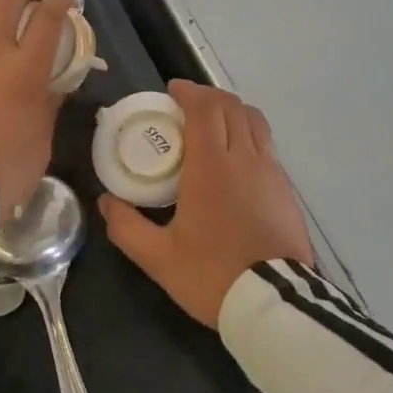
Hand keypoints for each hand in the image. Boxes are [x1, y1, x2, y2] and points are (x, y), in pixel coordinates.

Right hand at [98, 80, 313, 328]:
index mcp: (211, 166)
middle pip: (231, 107)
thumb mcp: (159, 258)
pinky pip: (267, 144)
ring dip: (233, 110)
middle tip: (188, 104)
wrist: (274, 302)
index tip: (172, 91)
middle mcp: (244, 158)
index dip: (189, 92)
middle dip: (209, 96)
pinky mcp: (286, 188)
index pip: (204, 109)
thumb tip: (106, 201)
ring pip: (255, 121)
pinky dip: (249, 133)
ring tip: (215, 122)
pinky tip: (238, 155)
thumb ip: (127, 227)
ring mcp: (271, 171)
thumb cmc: (213, 275)